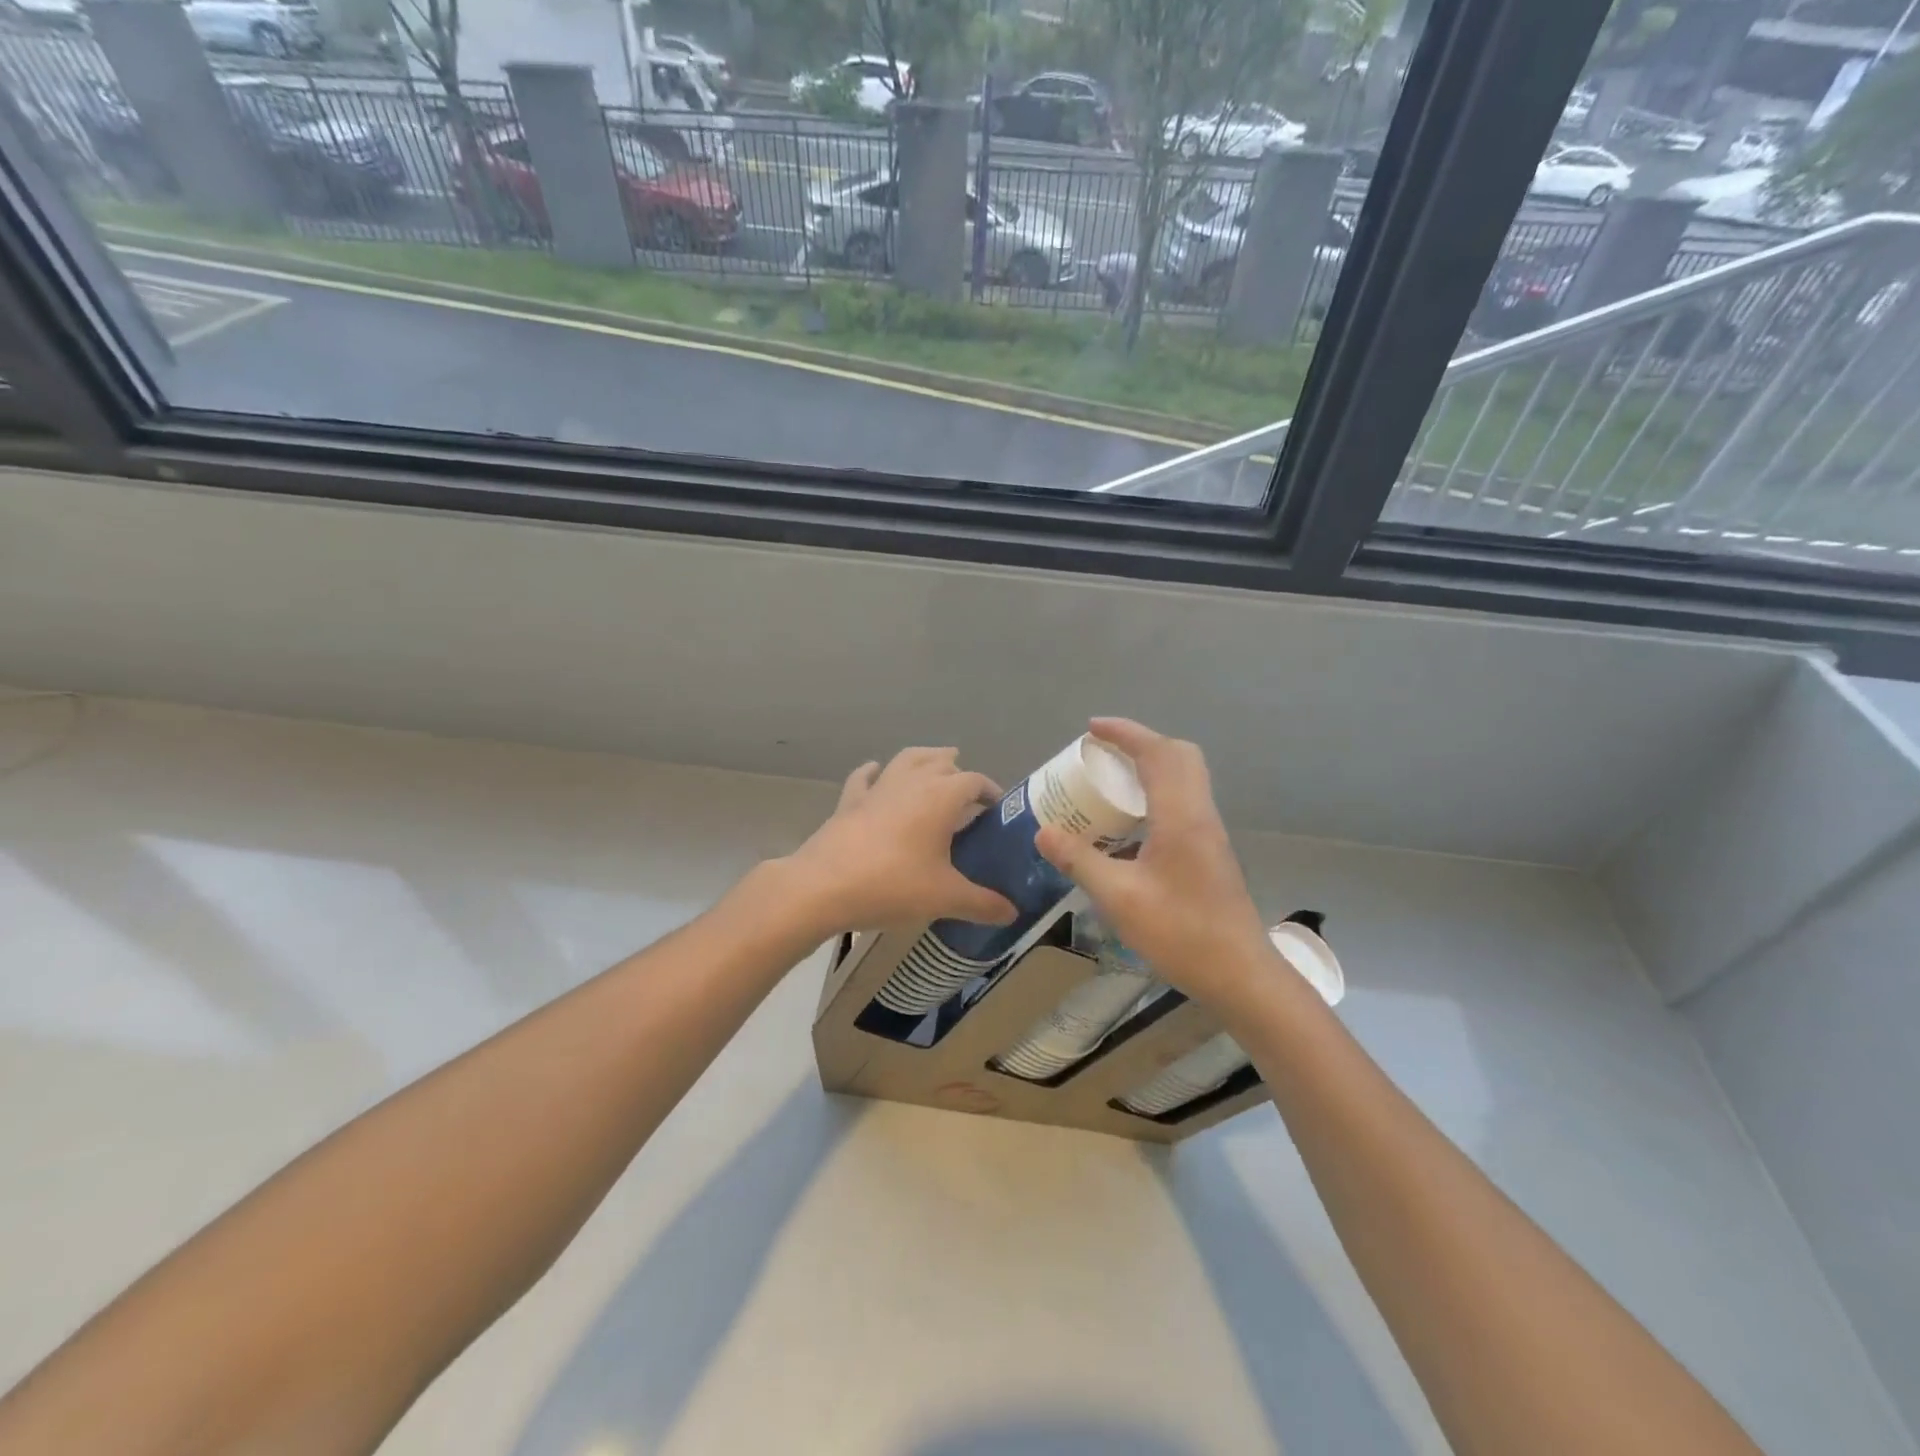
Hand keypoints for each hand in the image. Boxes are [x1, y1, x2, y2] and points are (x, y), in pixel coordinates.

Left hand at [782, 747, 1018, 933]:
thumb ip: (982, 904)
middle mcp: (911, 782)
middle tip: (968, 797)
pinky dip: (875, 772)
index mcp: (941, 797)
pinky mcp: (849, 801)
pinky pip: (865, 777)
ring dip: (924, 760)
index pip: (975, 781)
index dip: (990, 791)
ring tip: (935, 767)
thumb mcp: (944, 898)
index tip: (998, 810)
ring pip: (906, 760)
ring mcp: (877, 788)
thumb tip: (1013, 913)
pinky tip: (877, 772)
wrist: (822, 887)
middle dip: (958, 772)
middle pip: (941, 762)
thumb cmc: (892, 885)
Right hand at [1036, 718, 1269, 1008]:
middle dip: (1141, 743)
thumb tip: (1043, 832)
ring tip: (1111, 783)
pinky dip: (1157, 794)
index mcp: (1181, 816)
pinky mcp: (1211, 851)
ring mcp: (1210, 832)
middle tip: (1104, 753)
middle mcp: (1200, 814)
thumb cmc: (1181, 933)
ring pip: (1186, 778)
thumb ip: (1079, 861)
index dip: (1125, 733)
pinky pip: (1184, 802)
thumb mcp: (1119, 898)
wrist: (1240, 974)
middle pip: (1179, 756)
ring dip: (1151, 767)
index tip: (1092, 729)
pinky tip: (1130, 826)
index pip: (1156, 753)